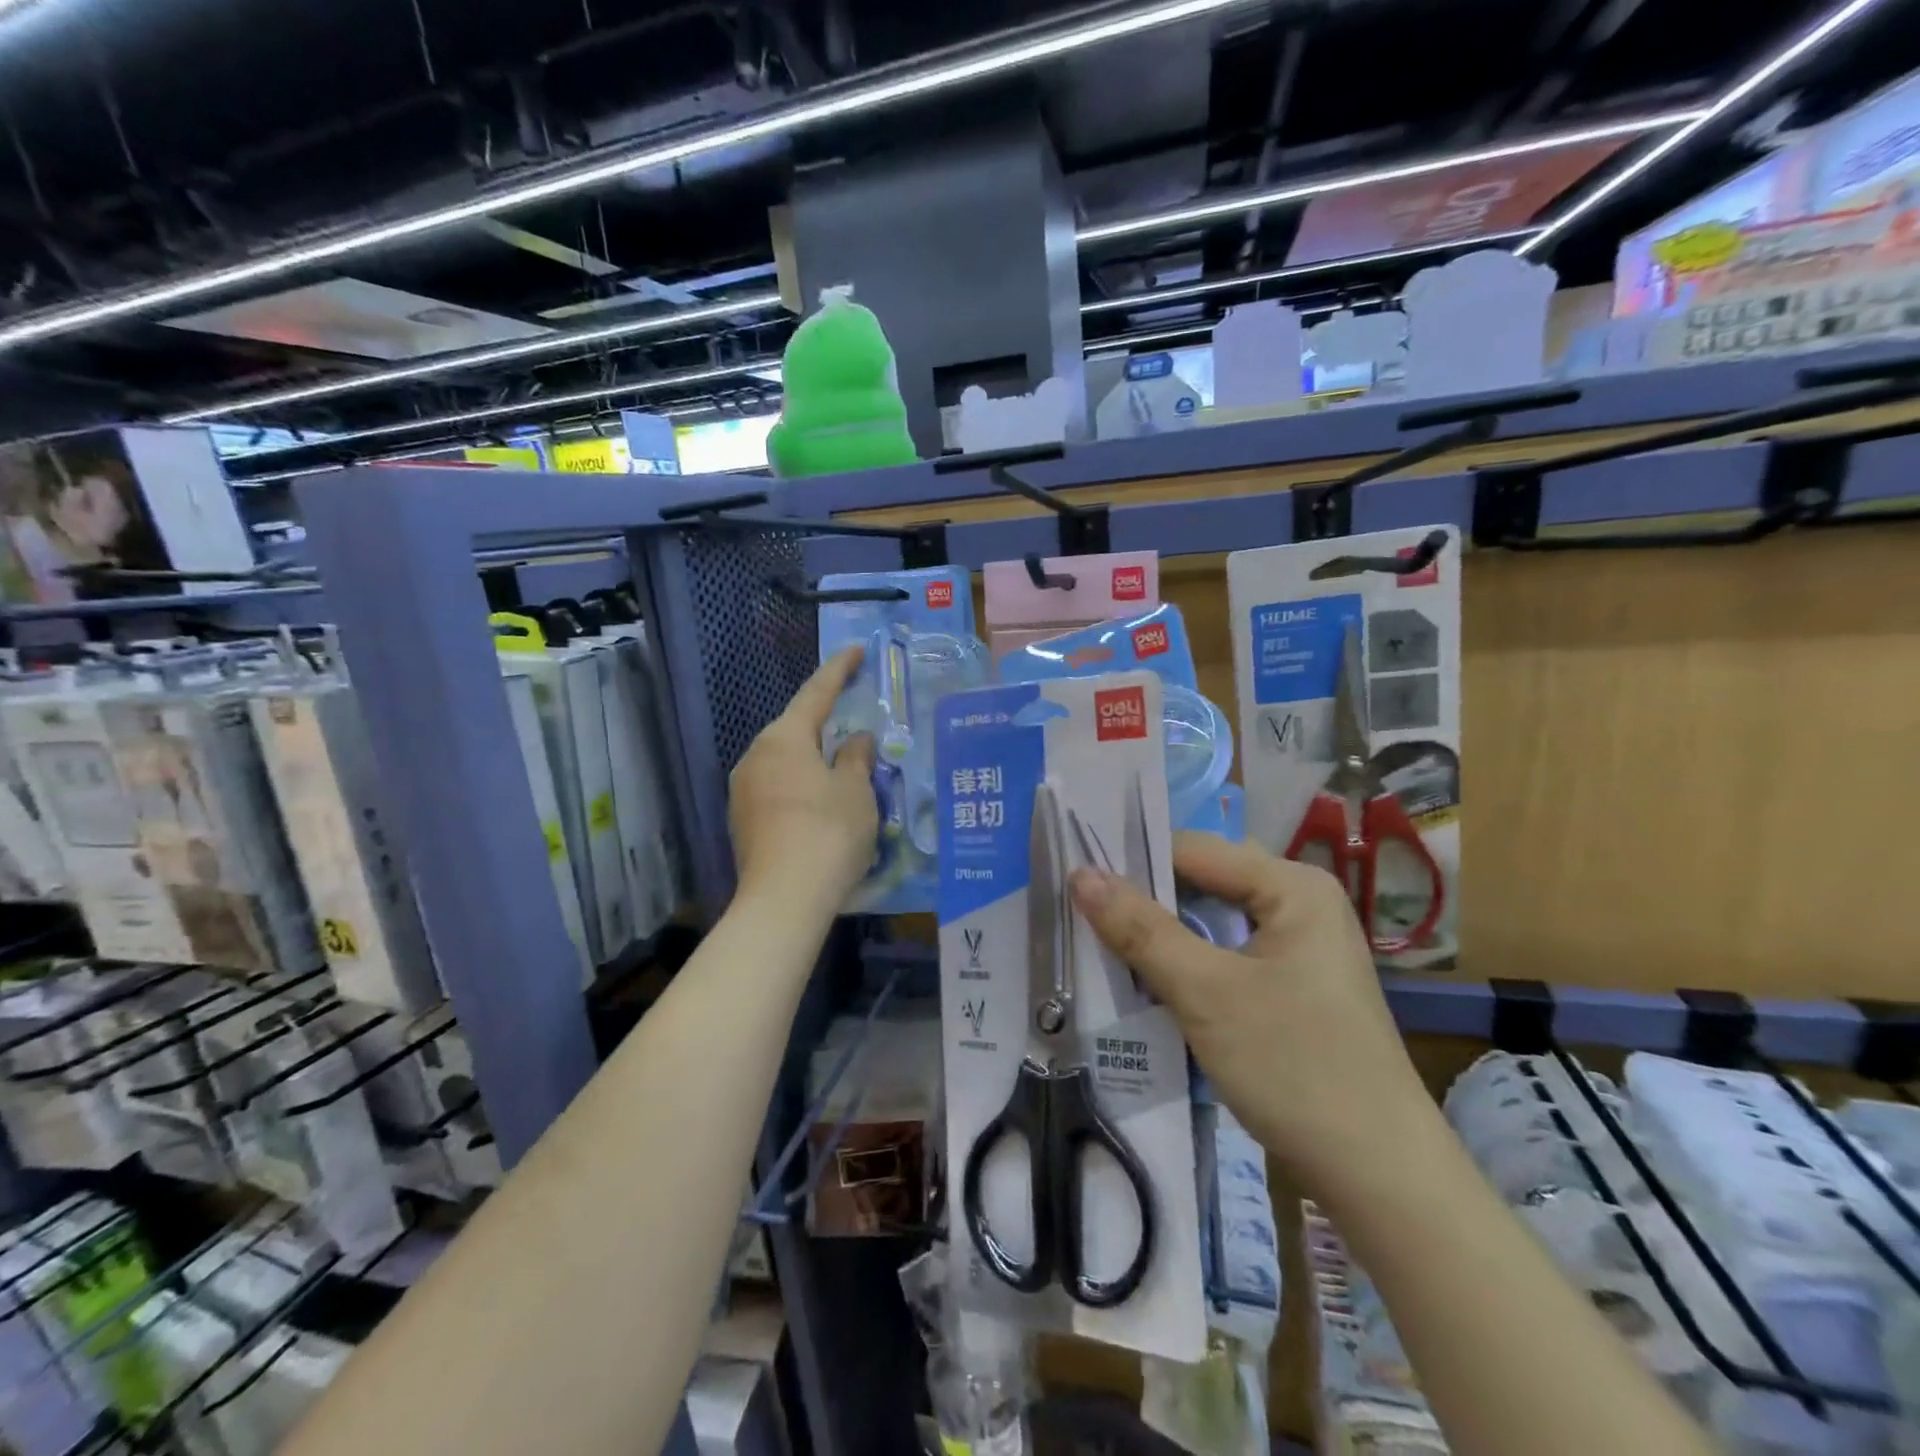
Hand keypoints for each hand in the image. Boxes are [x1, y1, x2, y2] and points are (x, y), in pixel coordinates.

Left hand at [729, 647, 877, 909]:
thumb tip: (857, 740)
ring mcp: (743, 790)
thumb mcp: (856, 791)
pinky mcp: (743, 821)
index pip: (816, 693)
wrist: (783, 900)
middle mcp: (756, 756)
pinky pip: (778, 787)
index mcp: (784, 738)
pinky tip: (822, 803)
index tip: (855, 650)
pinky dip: (802, 785)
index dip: (839, 670)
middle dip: (825, 722)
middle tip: (854, 716)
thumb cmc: (828, 833)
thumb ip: (857, 758)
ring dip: (814, 758)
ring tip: (843, 767)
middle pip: (796, 728)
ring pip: (786, 761)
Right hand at [1070, 834, 1432, 1188]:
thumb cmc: (1293, 1067)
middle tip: (1079, 909)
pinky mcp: (1292, 983)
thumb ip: (1140, 929)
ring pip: (1211, 920)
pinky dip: (1187, 960)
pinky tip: (1147, 977)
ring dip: (1162, 932)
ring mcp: (1299, 945)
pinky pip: (1226, 952)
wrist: (1378, 1176)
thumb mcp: (1205, 993)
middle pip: (1203, 881)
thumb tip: (1080, 874)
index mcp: (1293, 886)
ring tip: (1100, 938)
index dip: (1132, 862)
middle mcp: (1300, 901)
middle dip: (1145, 897)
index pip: (1193, 850)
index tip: (1072, 880)